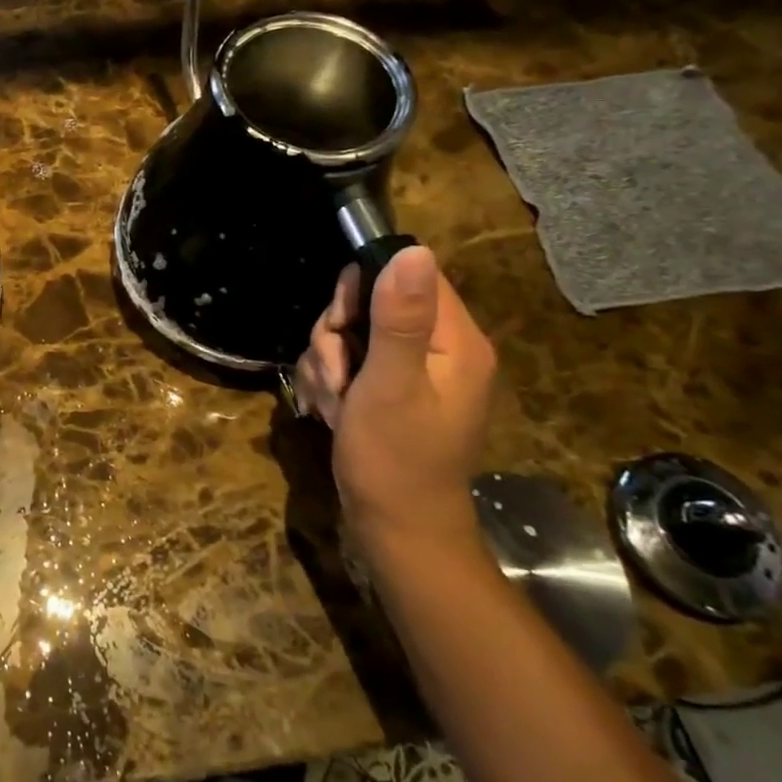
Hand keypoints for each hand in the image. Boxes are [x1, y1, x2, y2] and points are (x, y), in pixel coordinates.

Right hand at [295, 245, 496, 557]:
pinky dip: (331, 382)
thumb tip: (413, 249)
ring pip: (350, 334)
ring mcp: (412, 372)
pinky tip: (331, 411)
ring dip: (327, 364)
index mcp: (454, 341)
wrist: (395, 532)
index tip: (341, 324)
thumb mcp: (390, 384)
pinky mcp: (389, 391)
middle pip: (371, 303)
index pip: (409, 276)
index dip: (365, 289)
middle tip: (337, 375)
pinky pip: (348, 362)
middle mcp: (439, 349)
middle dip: (337, 337)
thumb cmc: (394, 459)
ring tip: (334, 404)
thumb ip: (398, 318)